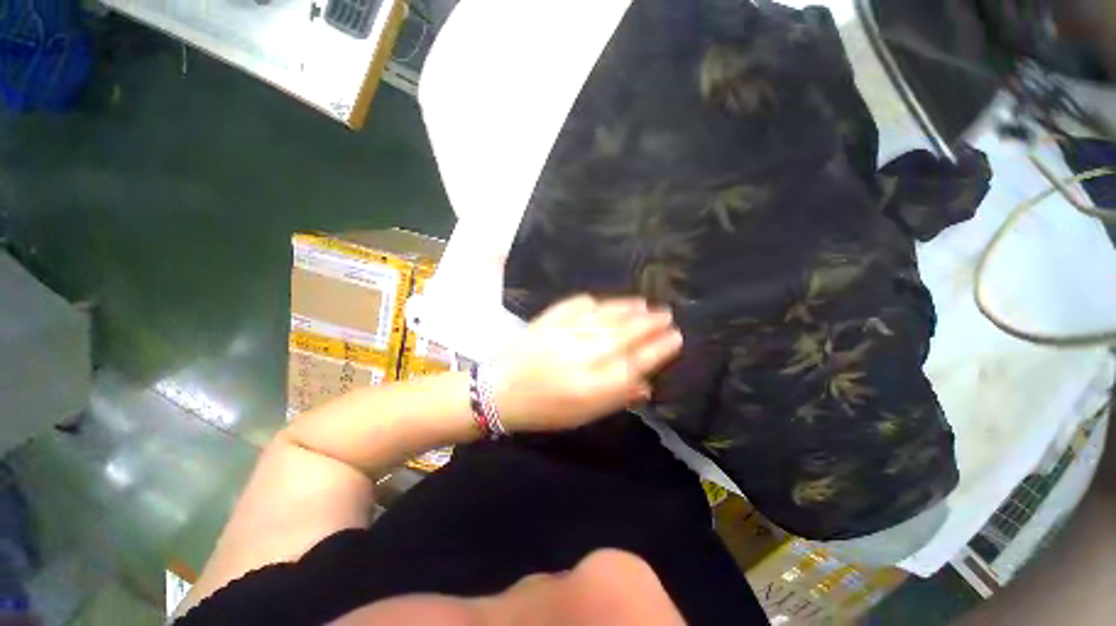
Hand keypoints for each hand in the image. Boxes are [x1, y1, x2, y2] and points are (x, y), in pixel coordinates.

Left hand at [490, 295, 683, 432]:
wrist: (499, 392)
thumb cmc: (544, 410)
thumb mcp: (583, 415)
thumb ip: (617, 398)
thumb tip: (647, 383)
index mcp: (590, 389)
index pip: (634, 365)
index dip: (658, 350)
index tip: (676, 337)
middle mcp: (579, 359)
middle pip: (623, 337)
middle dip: (649, 324)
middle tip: (666, 314)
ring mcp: (562, 336)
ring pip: (603, 317)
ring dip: (627, 309)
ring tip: (645, 304)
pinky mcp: (547, 321)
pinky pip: (576, 305)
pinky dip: (595, 302)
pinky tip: (606, 302)